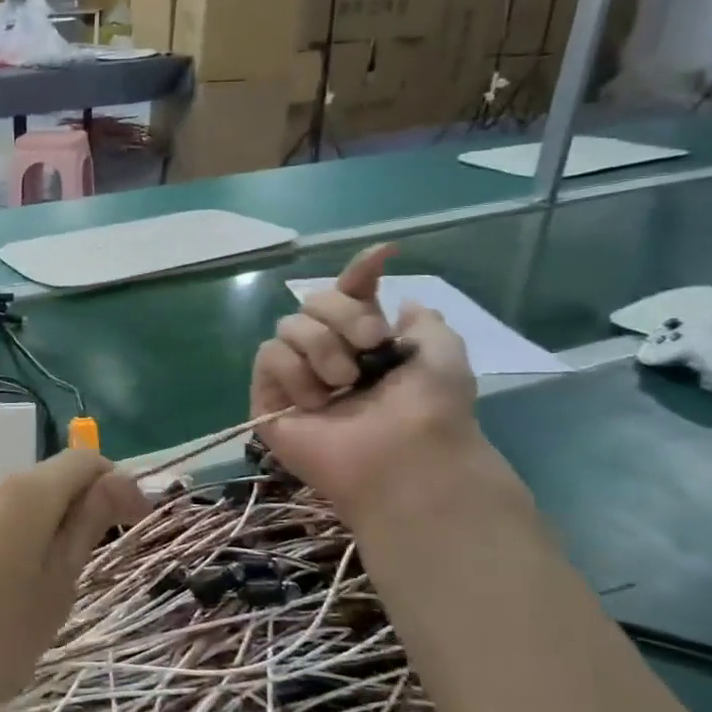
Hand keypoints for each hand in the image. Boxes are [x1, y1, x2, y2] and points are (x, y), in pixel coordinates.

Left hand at [0, 451, 147, 711]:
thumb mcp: (54, 590)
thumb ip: (86, 528)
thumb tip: (119, 482)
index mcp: (24, 493)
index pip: (84, 461)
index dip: (118, 485)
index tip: (136, 527)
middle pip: (46, 481)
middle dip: (77, 513)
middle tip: (84, 575)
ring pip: (12, 506)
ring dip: (39, 533)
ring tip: (37, 596)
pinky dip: (3, 546)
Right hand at [253, 243, 480, 513]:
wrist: (405, 456)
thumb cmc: (431, 409)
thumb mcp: (442, 353)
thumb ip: (422, 321)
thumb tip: (402, 302)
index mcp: (366, 343)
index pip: (350, 294)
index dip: (360, 272)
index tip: (383, 255)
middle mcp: (328, 354)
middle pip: (314, 302)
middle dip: (344, 315)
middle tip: (370, 345)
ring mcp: (296, 377)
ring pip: (289, 326)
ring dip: (322, 347)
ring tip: (344, 382)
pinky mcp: (269, 399)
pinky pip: (269, 356)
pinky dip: (295, 371)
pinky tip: (317, 400)